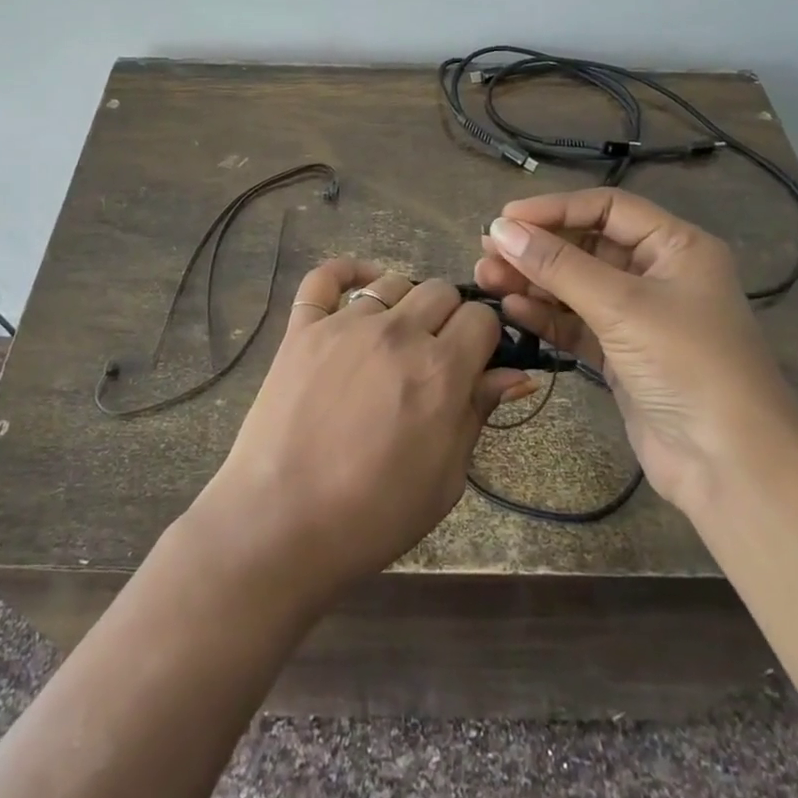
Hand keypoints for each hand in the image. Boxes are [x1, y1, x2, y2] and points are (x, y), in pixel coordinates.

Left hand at [186, 259, 532, 606]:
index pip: (481, 318)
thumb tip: (516, 374)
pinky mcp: (302, 328)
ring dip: (406, 303)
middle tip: (437, 356)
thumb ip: (478, 413)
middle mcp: (397, 333)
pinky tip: (361, 283)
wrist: (280, 525)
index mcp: (440, 370)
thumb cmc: (373, 515)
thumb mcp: (446, 478)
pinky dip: (347, 272)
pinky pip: (325, 278)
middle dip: (450, 318)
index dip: (486, 338)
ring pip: (393, 283)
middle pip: (441, 292)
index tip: (477, 361)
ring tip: (398, 337)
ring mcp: (344, 324)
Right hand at [474, 188, 797, 512]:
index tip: (505, 218)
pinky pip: (576, 323)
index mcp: (676, 246)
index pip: (607, 208)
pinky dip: (545, 316)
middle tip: (486, 251)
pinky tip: (512, 309)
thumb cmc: (687, 365)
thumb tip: (501, 227)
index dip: (555, 209)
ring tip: (486, 278)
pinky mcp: (622, 355)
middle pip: (587, 246)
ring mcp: (639, 317)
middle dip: (537, 248)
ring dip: (533, 281)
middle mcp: (658, 274)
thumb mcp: (622, 306)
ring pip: (576, 286)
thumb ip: (558, 266)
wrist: (731, 466)